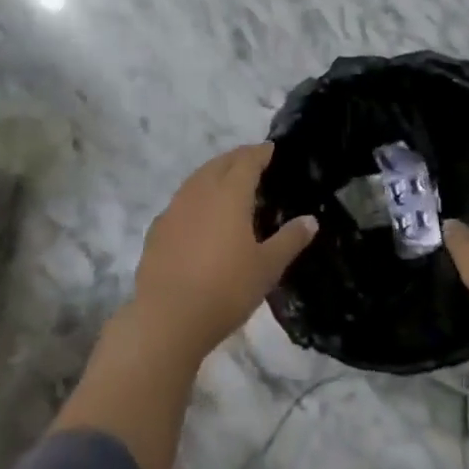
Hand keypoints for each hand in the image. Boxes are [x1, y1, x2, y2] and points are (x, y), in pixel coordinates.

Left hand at [130, 142, 317, 362]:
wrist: (166, 319)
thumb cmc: (225, 289)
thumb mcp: (267, 267)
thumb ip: (289, 240)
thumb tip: (311, 220)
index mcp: (230, 193)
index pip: (247, 160)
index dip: (260, 152)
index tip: (271, 149)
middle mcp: (201, 191)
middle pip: (220, 163)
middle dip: (238, 158)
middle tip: (253, 162)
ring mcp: (175, 208)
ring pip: (198, 178)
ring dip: (214, 174)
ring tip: (228, 184)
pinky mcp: (157, 228)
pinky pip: (181, 201)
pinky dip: (195, 197)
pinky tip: (199, 215)